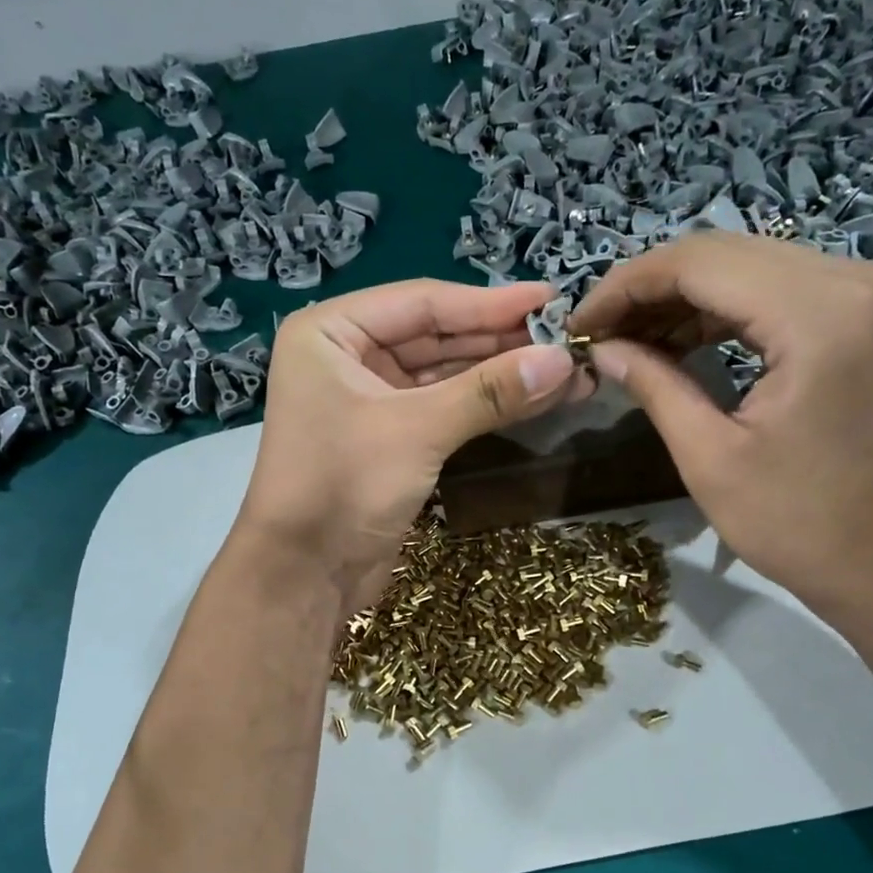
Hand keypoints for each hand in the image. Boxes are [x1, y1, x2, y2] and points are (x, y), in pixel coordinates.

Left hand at [236, 279, 592, 614]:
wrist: (305, 575)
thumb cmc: (344, 485)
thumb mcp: (418, 430)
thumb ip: (489, 391)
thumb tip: (564, 361)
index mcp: (331, 332)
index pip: (423, 302)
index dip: (491, 303)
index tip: (553, 298)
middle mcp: (346, 355)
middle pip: (435, 336)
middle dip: (501, 340)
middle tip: (567, 337)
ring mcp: (368, 399)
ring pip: (443, 374)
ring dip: (500, 374)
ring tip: (565, 369)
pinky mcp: (389, 438)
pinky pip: (443, 408)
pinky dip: (484, 405)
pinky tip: (532, 398)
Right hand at [569, 233, 872, 632]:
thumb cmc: (803, 526)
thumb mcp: (710, 459)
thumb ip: (654, 385)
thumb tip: (602, 347)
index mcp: (818, 314)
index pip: (698, 263)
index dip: (625, 286)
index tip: (579, 325)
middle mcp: (854, 280)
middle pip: (725, 254)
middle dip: (650, 289)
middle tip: (599, 334)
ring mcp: (870, 294)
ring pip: (750, 267)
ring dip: (683, 298)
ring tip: (631, 341)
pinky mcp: (870, 317)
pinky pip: (781, 290)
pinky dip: (725, 310)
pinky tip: (683, 341)